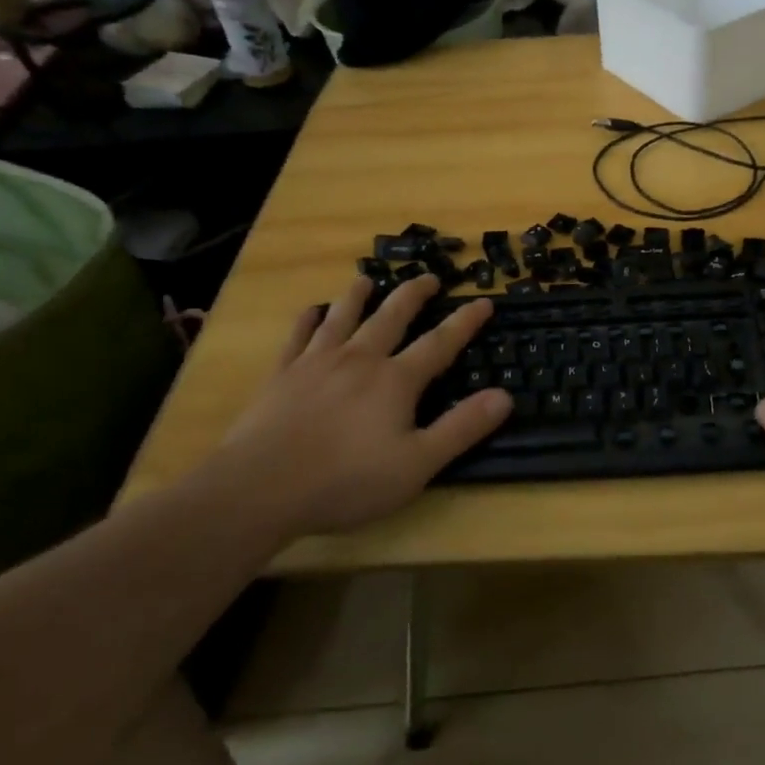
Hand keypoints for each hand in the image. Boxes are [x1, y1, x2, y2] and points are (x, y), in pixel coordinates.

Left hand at [204, 275, 511, 536]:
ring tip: (367, 279)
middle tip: (428, 277)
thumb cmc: (346, 480)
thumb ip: (462, 428)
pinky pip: (297, 337)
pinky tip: (311, 310)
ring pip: (343, 317)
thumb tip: (504, 396)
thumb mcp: (417, 464)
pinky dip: (307, 319)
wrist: (260, 488)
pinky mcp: (282, 375)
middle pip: (391, 316)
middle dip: (413, 294)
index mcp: (395, 380)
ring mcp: (316, 363)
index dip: (465, 322)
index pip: (440, 343)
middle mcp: (359, 359)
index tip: (483, 301)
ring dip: (358, 295)